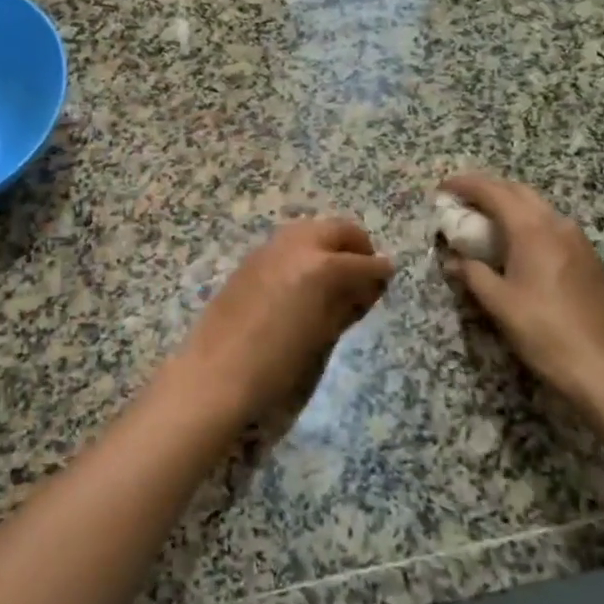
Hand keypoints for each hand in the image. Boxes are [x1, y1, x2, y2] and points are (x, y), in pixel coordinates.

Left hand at [158, 217, 394, 432]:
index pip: (363, 261)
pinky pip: (287, 243)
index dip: (379, 271)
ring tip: (335, 276)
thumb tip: (365, 287)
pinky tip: (303, 280)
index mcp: (322, 265)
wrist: (216, 374)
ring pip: (311, 230)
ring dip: (329, 244)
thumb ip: (347, 303)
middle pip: (337, 229)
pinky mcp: (250, 258)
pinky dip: (304, 252)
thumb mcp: (323, 335)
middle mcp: (297, 245)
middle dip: (356, 246)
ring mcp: (269, 248)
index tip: (387, 278)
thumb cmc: (277, 365)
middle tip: (364, 273)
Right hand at [439, 174, 603, 405]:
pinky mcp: (586, 256)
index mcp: (532, 230)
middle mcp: (556, 224)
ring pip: (537, 206)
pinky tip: (515, 242)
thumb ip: (472, 273)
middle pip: (518, 191)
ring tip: (484, 218)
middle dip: (487, 189)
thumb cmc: (543, 330)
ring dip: (509, 203)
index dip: (466, 185)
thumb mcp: (498, 303)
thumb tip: (453, 260)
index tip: (443, 188)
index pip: (494, 192)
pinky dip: (527, 220)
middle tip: (461, 200)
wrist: (601, 364)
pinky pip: (550, 223)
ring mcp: (576, 239)